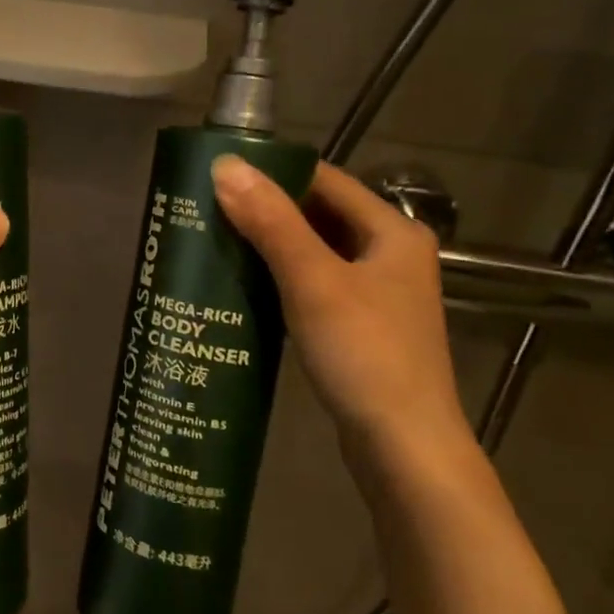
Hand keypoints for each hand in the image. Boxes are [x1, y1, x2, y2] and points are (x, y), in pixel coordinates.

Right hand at [211, 155, 474, 484]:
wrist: (404, 448)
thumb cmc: (364, 354)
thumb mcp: (313, 281)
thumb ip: (271, 222)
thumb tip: (225, 165)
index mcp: (392, 232)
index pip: (325, 180)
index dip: (274, 172)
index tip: (221, 175)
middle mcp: (390, 255)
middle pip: (320, 215)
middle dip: (267, 211)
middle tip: (209, 209)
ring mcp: (377, 294)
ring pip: (315, 252)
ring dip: (271, 246)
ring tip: (216, 241)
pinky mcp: (361, 327)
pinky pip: (315, 285)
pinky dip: (282, 279)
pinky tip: (245, 286)